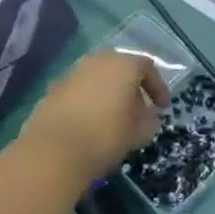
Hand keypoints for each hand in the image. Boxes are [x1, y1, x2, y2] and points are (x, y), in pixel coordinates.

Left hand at [19, 51, 166, 181]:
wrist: (52, 152)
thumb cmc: (104, 137)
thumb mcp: (137, 133)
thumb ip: (149, 121)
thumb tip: (149, 117)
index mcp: (122, 65)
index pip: (147, 68)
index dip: (158, 87)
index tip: (162, 108)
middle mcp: (96, 61)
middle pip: (120, 68)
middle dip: (132, 87)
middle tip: (138, 109)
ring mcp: (71, 73)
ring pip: (98, 77)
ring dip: (109, 92)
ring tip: (114, 117)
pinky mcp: (52, 89)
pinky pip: (80, 89)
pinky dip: (89, 100)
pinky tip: (90, 122)